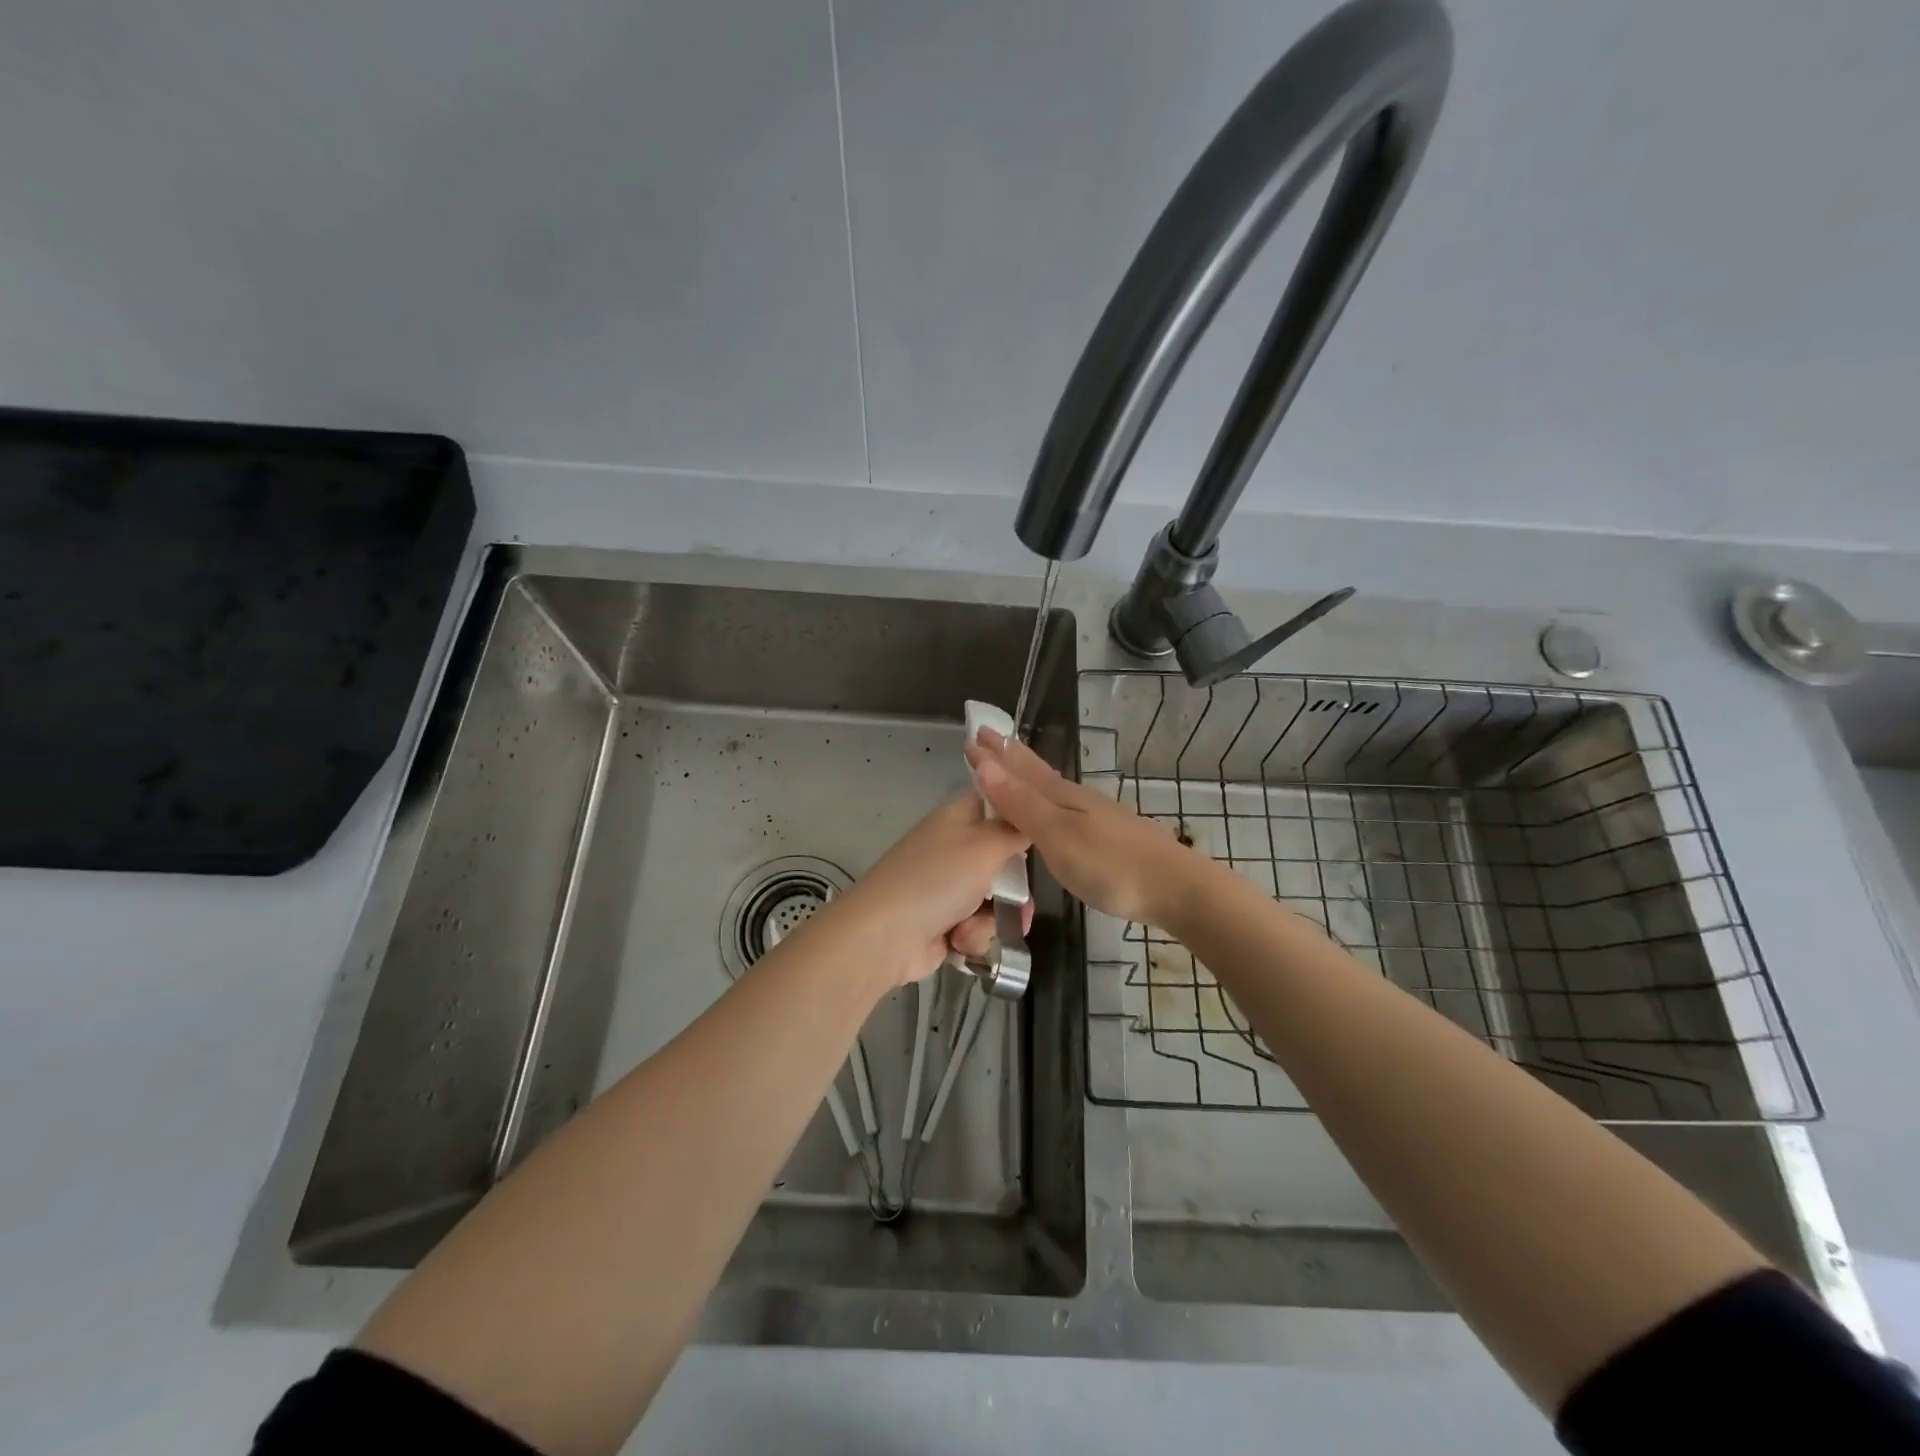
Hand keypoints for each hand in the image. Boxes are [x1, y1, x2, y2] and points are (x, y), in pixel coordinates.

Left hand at [832, 792, 1033, 986]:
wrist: (885, 936)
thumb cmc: (937, 879)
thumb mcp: (985, 846)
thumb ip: (1015, 830)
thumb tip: (1031, 810)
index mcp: (958, 818)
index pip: (997, 803)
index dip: (1020, 817)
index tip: (1043, 835)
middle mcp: (953, 848)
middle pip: (1002, 861)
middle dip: (1013, 889)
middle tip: (1020, 904)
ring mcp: (947, 888)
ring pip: (995, 900)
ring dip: (992, 920)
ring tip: (978, 928)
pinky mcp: (944, 923)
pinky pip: (977, 927)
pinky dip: (972, 937)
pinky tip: (959, 943)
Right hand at [964, 729, 1205, 930]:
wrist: (1177, 889)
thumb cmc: (1111, 865)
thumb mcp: (1058, 835)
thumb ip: (1022, 803)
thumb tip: (985, 764)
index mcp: (1061, 796)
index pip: (1019, 769)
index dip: (994, 755)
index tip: (970, 737)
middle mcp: (1076, 800)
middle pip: (1036, 773)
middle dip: (1009, 758)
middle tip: (987, 739)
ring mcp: (1095, 818)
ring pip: (1051, 789)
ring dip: (1026, 777)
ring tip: (1010, 769)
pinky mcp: (1108, 838)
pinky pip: (1064, 809)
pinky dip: (1046, 801)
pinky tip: (1051, 811)